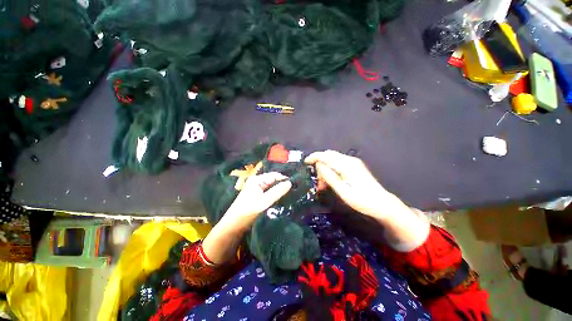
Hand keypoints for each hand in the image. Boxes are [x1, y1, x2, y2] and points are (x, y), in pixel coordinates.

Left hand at [202, 172, 291, 264]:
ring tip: (291, 193)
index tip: (296, 184)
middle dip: (282, 184)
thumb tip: (290, 183)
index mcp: (257, 180)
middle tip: (295, 189)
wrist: (233, 225)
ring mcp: (256, 188)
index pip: (274, 175)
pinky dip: (275, 194)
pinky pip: (269, 192)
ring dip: (279, 189)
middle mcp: (257, 182)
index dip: (284, 178)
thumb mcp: (264, 202)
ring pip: (271, 186)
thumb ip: (277, 191)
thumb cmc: (247, 211)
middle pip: (273, 180)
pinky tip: (282, 197)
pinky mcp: (257, 195)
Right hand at [305, 150, 392, 217]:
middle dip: (319, 165)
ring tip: (323, 185)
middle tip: (317, 182)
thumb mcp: (342, 191)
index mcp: (346, 165)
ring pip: (332, 160)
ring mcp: (353, 162)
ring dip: (325, 169)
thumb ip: (329, 176)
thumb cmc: (362, 200)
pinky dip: (331, 170)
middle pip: (328, 156)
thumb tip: (318, 165)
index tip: (305, 163)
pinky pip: (338, 164)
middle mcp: (349, 160)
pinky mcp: (355, 166)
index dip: (314, 157)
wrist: (382, 204)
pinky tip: (331, 181)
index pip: (325, 155)